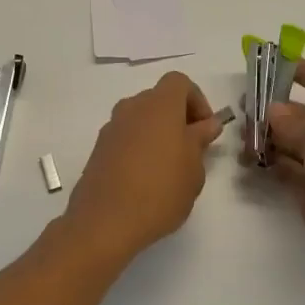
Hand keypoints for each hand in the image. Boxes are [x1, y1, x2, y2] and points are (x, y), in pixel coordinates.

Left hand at [64, 71, 226, 263]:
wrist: (105, 221)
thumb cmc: (160, 191)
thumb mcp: (193, 169)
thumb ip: (200, 140)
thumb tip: (206, 124)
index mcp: (159, 105)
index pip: (180, 82)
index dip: (197, 100)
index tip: (205, 130)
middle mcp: (132, 108)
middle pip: (159, 99)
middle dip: (178, 117)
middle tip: (191, 149)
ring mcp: (111, 128)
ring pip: (141, 118)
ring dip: (158, 132)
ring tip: (169, 167)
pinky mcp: (98, 149)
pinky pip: (126, 137)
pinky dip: (139, 147)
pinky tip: (146, 178)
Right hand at [258, 59, 304, 294]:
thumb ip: (293, 121)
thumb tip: (272, 111)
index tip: (277, 63)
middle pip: (303, 114)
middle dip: (274, 110)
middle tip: (242, 108)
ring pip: (290, 143)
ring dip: (266, 138)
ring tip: (239, 137)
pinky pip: (285, 170)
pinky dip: (267, 164)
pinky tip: (247, 161)